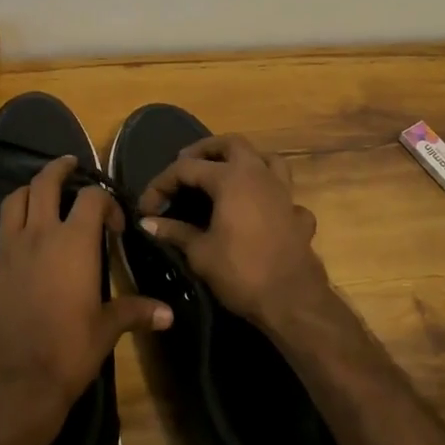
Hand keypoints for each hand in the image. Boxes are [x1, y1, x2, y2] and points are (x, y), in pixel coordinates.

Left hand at [0, 155, 170, 444]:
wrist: (16, 382)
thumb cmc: (69, 350)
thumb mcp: (107, 330)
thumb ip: (135, 312)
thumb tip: (169, 314)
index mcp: (74, 242)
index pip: (93, 198)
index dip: (106, 201)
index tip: (114, 224)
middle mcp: (39, 234)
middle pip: (44, 184)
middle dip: (57, 170)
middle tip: (67, 165)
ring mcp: (5, 251)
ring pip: (10, 204)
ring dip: (23, 195)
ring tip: (32, 197)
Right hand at [136, 135, 331, 328]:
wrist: (292, 301)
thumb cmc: (241, 272)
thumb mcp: (200, 253)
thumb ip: (174, 232)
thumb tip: (147, 222)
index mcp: (230, 178)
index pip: (187, 168)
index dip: (162, 184)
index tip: (147, 206)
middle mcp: (259, 174)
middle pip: (232, 144)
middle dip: (206, 149)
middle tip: (186, 164)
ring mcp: (283, 192)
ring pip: (266, 158)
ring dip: (245, 160)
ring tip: (226, 173)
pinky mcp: (298, 213)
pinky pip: (283, 192)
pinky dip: (270, 194)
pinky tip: (261, 209)